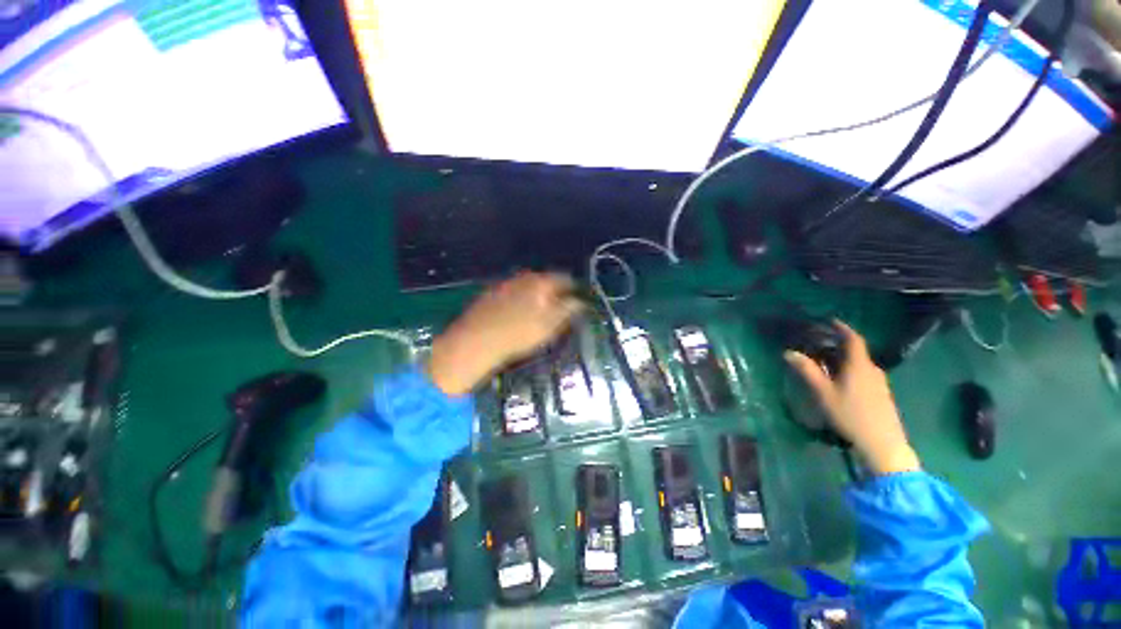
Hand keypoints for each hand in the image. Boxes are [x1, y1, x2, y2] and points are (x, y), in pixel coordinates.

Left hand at [428, 272, 583, 395]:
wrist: (476, 340)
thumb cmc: (519, 334)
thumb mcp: (550, 325)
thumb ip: (568, 310)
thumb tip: (580, 301)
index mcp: (540, 282)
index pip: (564, 279)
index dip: (574, 289)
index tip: (578, 300)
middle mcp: (523, 277)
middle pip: (545, 280)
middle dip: (554, 292)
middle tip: (558, 307)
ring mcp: (504, 284)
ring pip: (527, 286)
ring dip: (535, 295)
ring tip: (538, 311)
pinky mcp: (490, 293)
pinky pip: (512, 293)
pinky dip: (519, 299)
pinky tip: (515, 313)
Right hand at [784, 322, 919, 474]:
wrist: (883, 444)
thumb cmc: (850, 414)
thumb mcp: (823, 393)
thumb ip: (807, 371)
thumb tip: (789, 352)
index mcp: (859, 366)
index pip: (853, 339)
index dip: (841, 328)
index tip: (829, 320)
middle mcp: (872, 370)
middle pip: (855, 351)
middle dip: (836, 344)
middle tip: (817, 344)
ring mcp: (879, 383)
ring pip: (858, 364)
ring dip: (842, 359)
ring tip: (824, 362)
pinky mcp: (880, 395)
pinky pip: (862, 374)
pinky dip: (848, 370)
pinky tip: (838, 381)